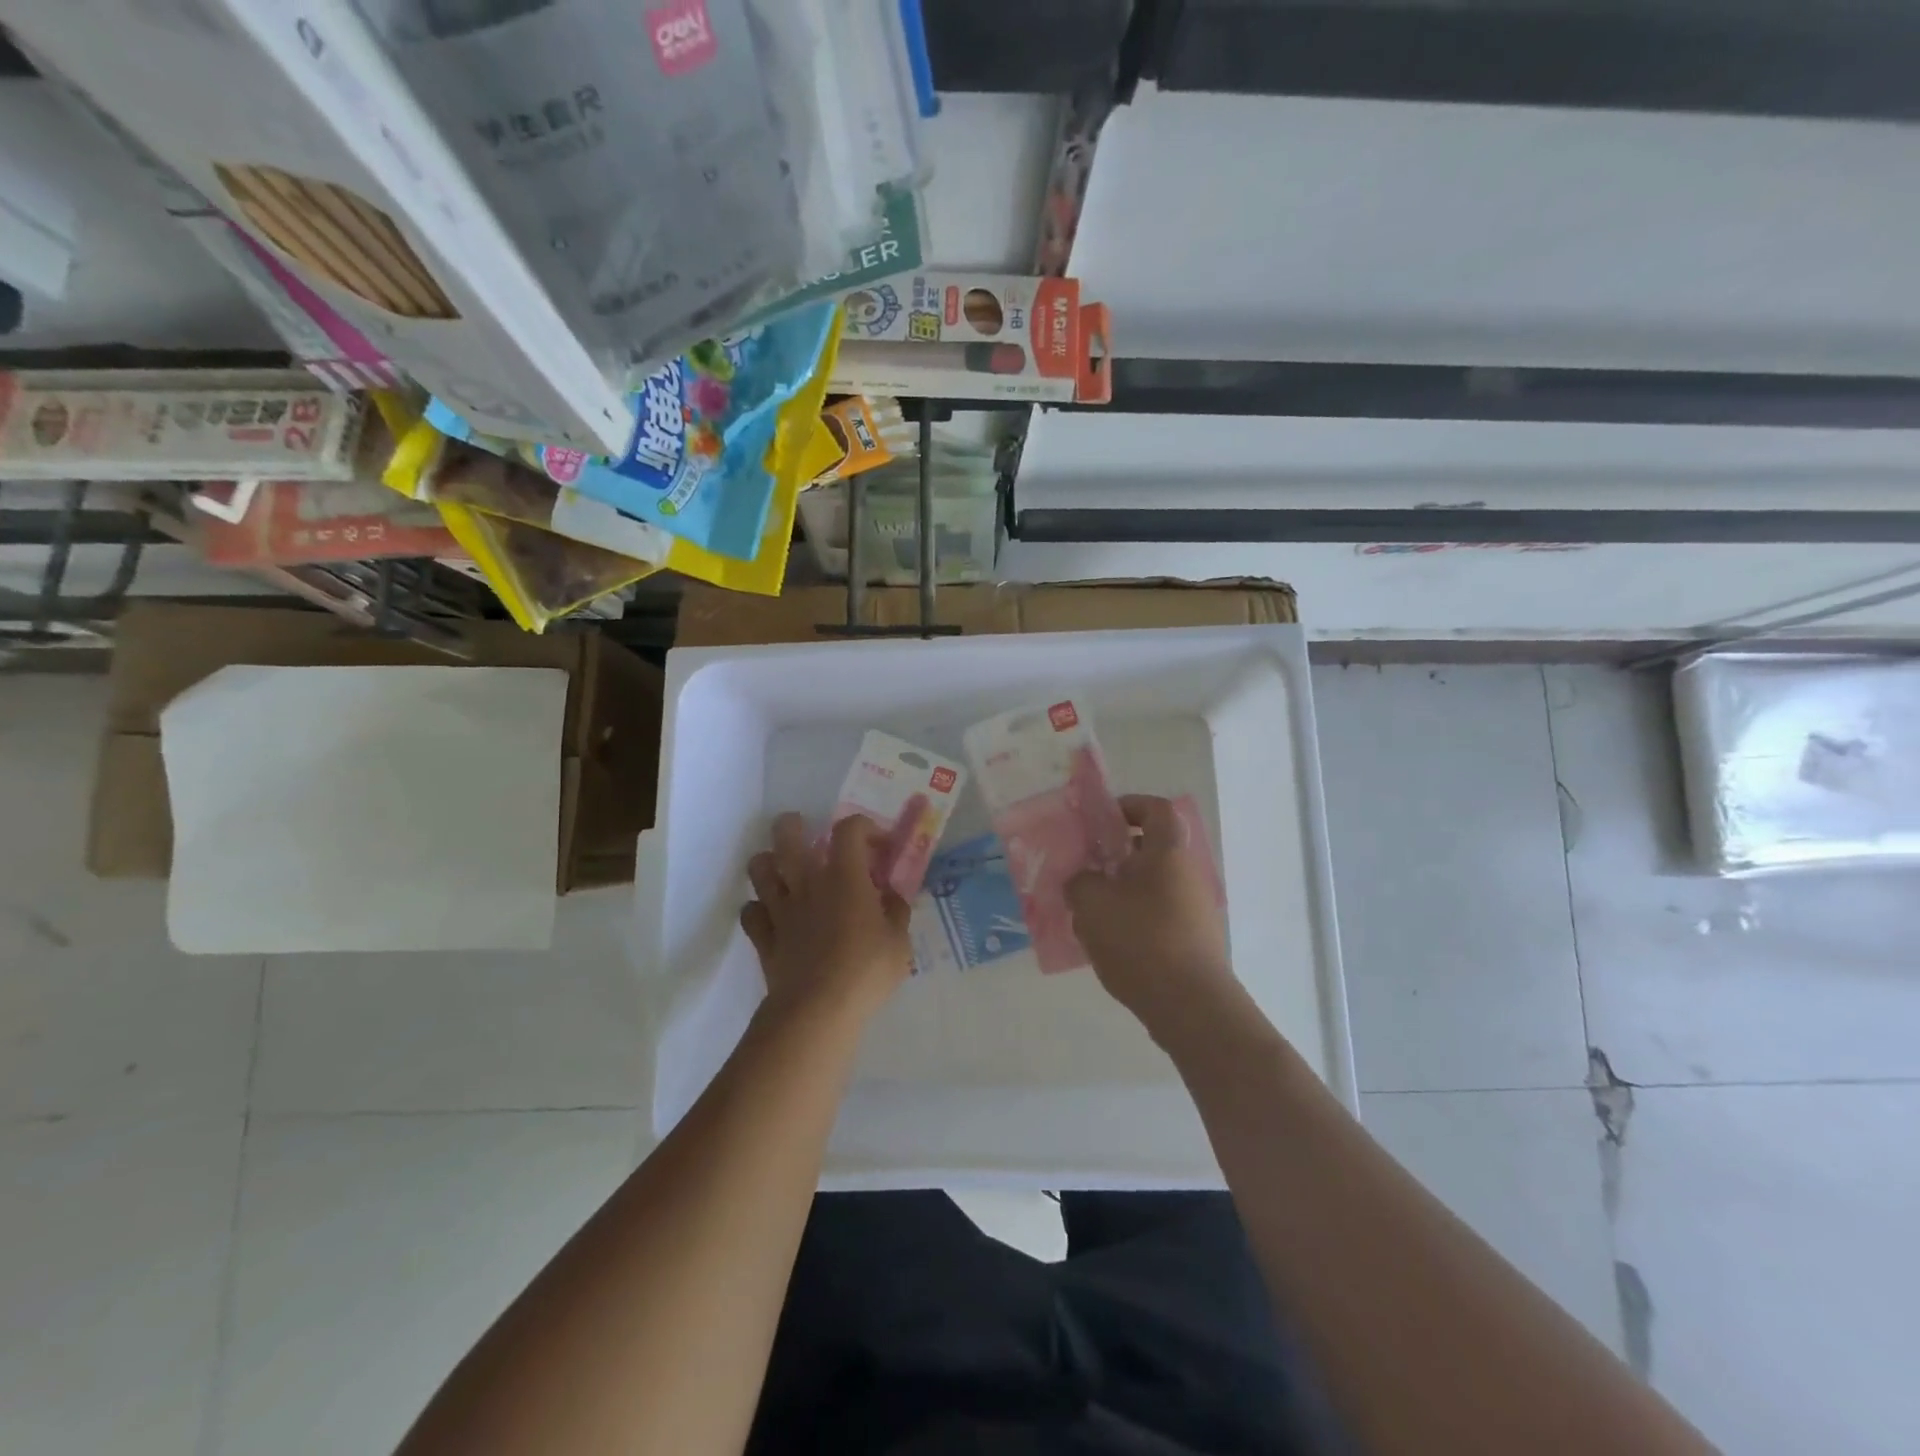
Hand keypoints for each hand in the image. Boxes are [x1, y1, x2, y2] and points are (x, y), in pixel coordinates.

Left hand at [741, 813, 912, 1023]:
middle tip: (809, 833)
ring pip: (759, 868)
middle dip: (795, 826)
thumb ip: (896, 911)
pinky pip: (750, 912)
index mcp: (845, 876)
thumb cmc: (866, 970)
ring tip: (784, 871)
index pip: (849, 829)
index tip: (879, 846)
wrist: (817, 1010)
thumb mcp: (899, 941)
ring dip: (769, 862)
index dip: (865, 827)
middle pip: (787, 834)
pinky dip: (758, 909)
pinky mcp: (763, 936)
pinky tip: (772, 916)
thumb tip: (893, 896)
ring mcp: (780, 908)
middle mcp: (807, 882)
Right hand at [1066, 795, 1239, 1039]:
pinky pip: (1156, 914)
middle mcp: (1187, 874)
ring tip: (1088, 909)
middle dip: (1116, 855)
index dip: (1129, 806)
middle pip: (1151, 849)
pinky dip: (1132, 917)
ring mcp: (1194, 909)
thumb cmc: (1140, 940)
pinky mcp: (1192, 940)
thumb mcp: (1092, 903)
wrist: (1190, 1005)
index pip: (1155, 809)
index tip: (1100, 821)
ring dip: (1120, 889)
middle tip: (1085, 868)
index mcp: (1168, 853)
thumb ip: (1079, 881)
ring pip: (1151, 885)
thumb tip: (1083, 879)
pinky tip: (1107, 941)